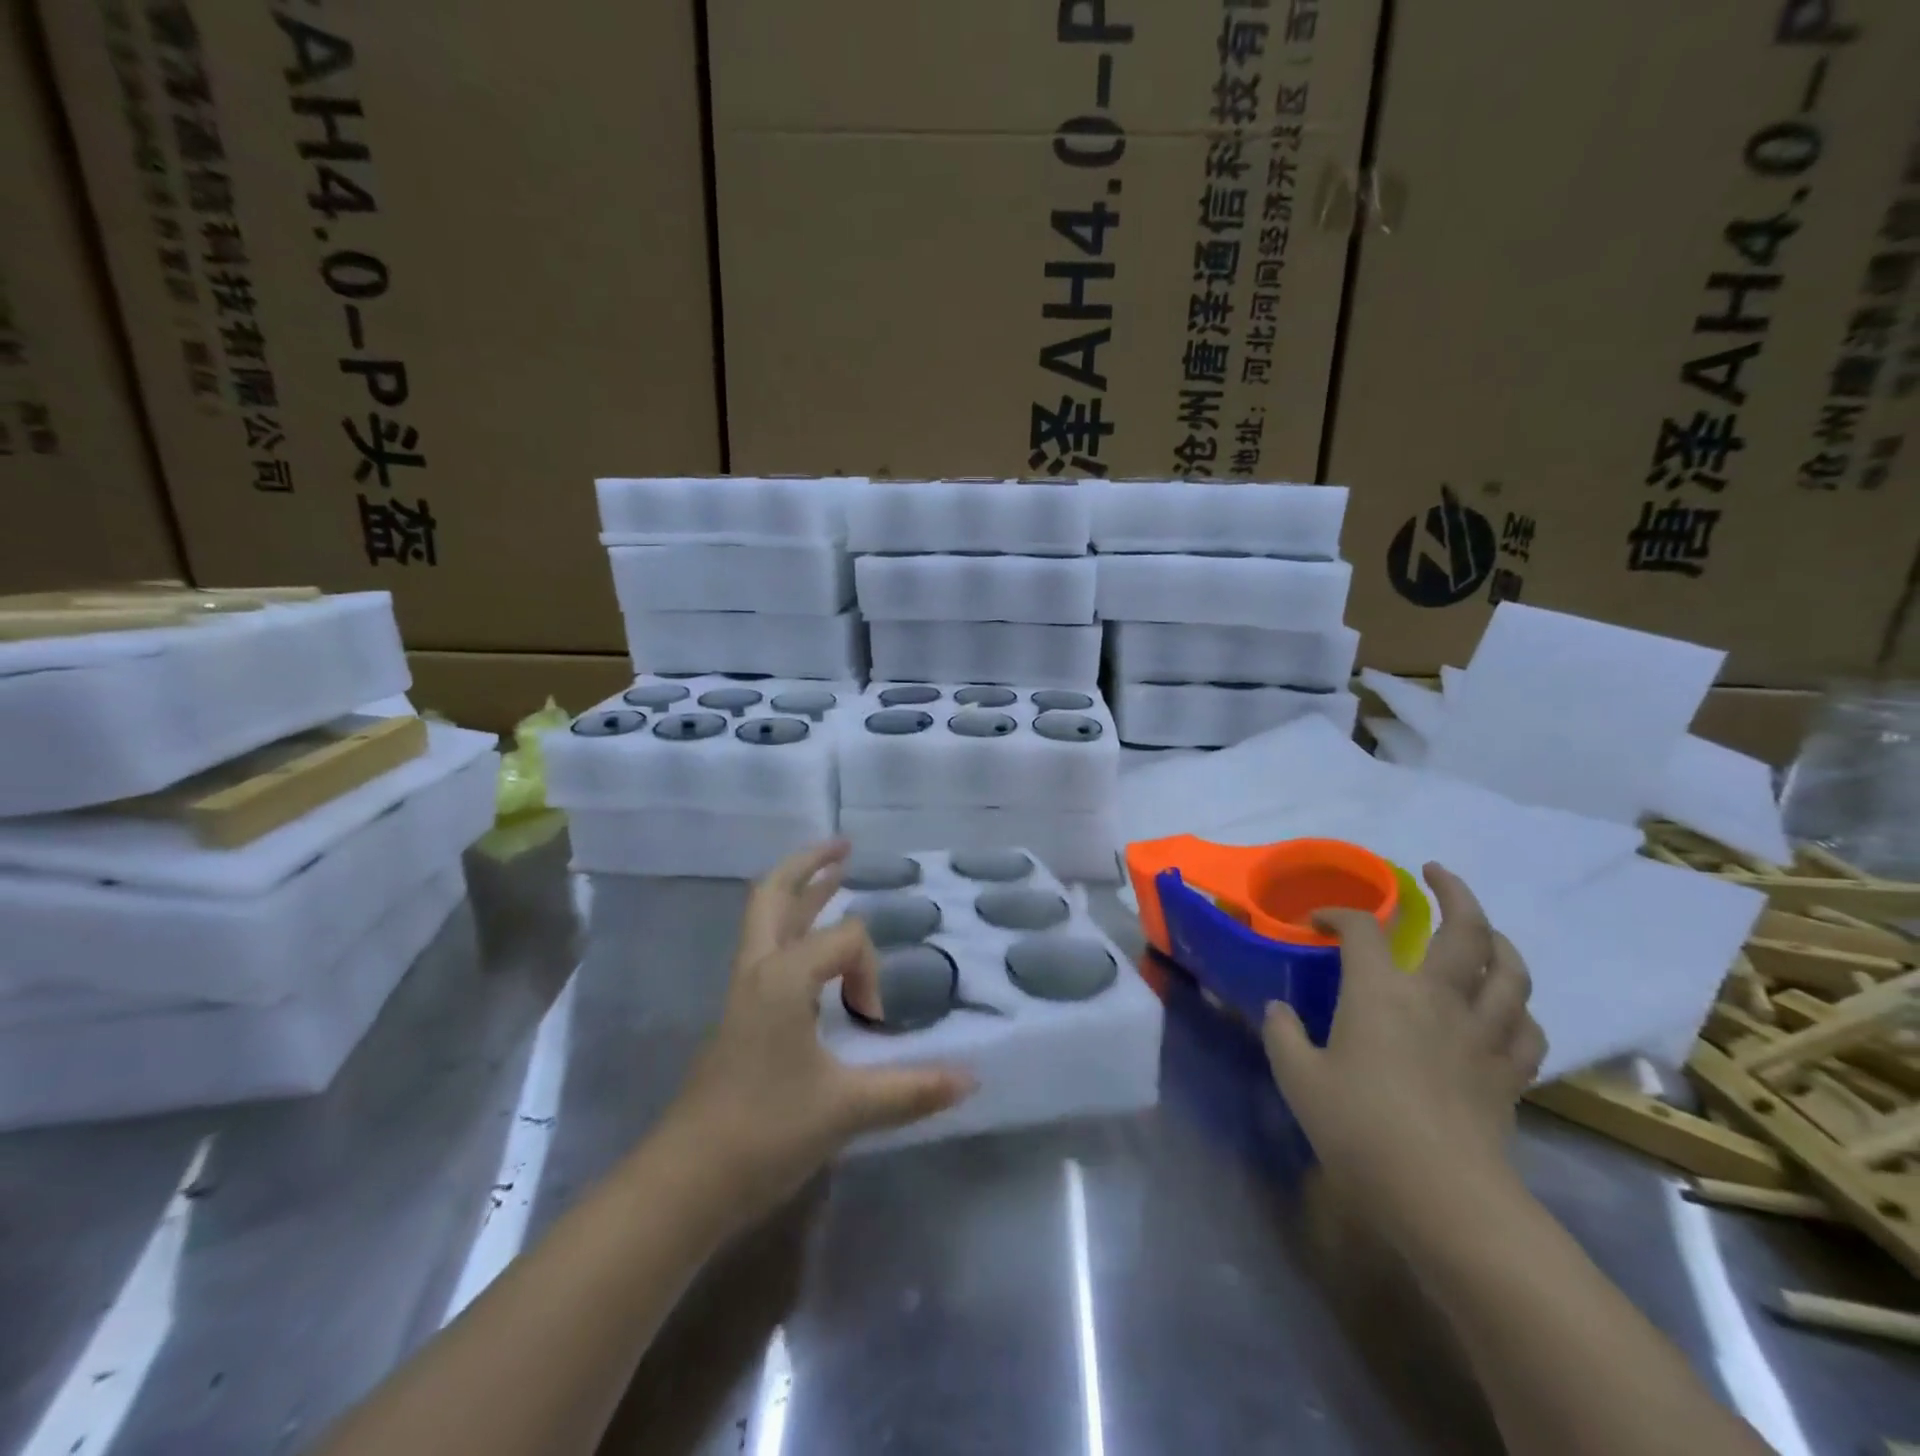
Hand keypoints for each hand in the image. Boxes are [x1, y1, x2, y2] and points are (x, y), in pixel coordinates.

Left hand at [664, 841, 974, 1229]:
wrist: (684, 1183)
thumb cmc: (764, 1132)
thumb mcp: (846, 1109)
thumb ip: (912, 1089)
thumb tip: (972, 1081)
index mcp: (782, 976)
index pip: (845, 939)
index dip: (871, 972)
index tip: (875, 1021)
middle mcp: (758, 971)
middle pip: (773, 894)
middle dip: (809, 864)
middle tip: (844, 846)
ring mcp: (742, 993)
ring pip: (766, 920)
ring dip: (798, 892)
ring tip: (832, 873)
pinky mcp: (739, 1016)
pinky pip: (767, 950)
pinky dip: (792, 929)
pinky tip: (812, 949)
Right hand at [1262, 864, 1545, 1234]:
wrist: (1442, 1195)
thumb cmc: (1359, 1127)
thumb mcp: (1298, 1078)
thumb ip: (1282, 1034)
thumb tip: (1279, 1011)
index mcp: (1380, 990)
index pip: (1362, 929)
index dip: (1338, 914)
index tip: (1317, 921)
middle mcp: (1438, 997)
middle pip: (1463, 928)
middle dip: (1451, 892)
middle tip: (1435, 874)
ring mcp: (1482, 1033)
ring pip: (1509, 970)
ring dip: (1497, 940)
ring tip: (1482, 930)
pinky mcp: (1510, 1072)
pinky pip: (1527, 1026)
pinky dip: (1517, 1007)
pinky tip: (1506, 1008)